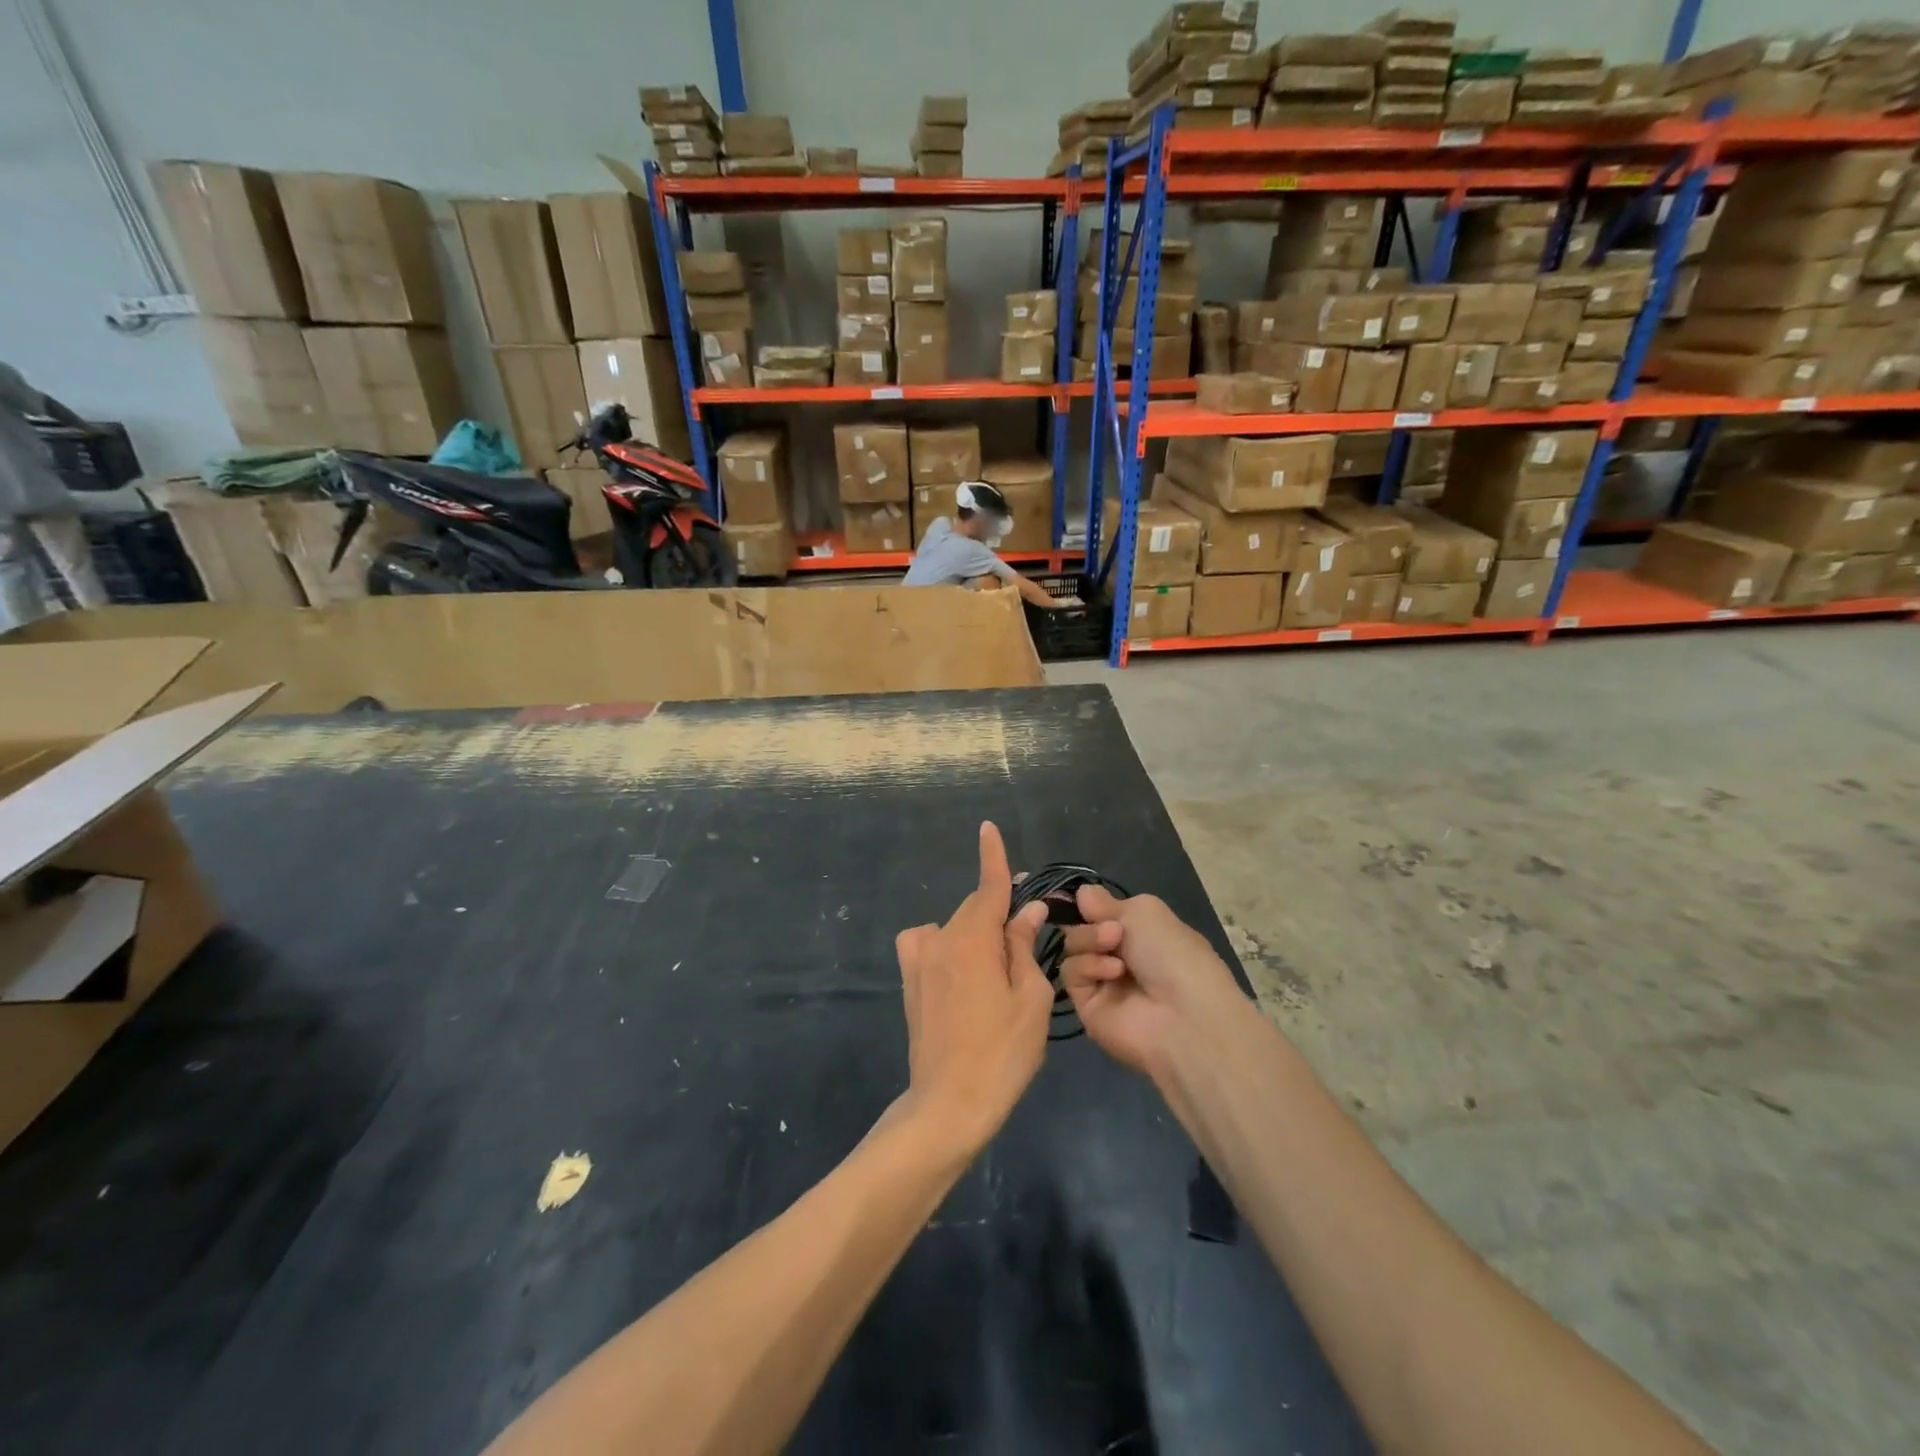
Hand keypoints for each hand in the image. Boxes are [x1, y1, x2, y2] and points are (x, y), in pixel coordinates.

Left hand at [894, 823, 1053, 1154]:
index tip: (987, 826)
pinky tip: (961, 973)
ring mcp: (918, 961)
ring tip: (997, 970)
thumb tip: (1027, 910)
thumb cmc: (1002, 1053)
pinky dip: (948, 947)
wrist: (948, 1104)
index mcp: (972, 939)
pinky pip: (929, 945)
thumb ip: (1023, 945)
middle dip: (999, 909)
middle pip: (974, 909)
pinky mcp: (908, 981)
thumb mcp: (1029, 998)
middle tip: (1028, 926)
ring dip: (976, 934)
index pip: (988, 887)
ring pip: (954, 928)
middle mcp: (939, 939)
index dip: (992, 856)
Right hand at [1059, 887, 1246, 1079]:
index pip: (1101, 912)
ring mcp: (1102, 981)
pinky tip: (1113, 973)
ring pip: (1073, 948)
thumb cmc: (1173, 955)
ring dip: (1090, 941)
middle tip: (1114, 932)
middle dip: (1093, 923)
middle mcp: (1120, 955)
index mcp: (1140, 932)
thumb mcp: (1145, 912)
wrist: (1183, 1016)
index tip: (1084, 901)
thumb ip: (1106, 902)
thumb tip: (1081, 893)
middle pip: (1081, 927)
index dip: (1090, 905)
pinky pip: (1072, 973)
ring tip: (1114, 949)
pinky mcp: (1087, 1005)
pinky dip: (1089, 967)